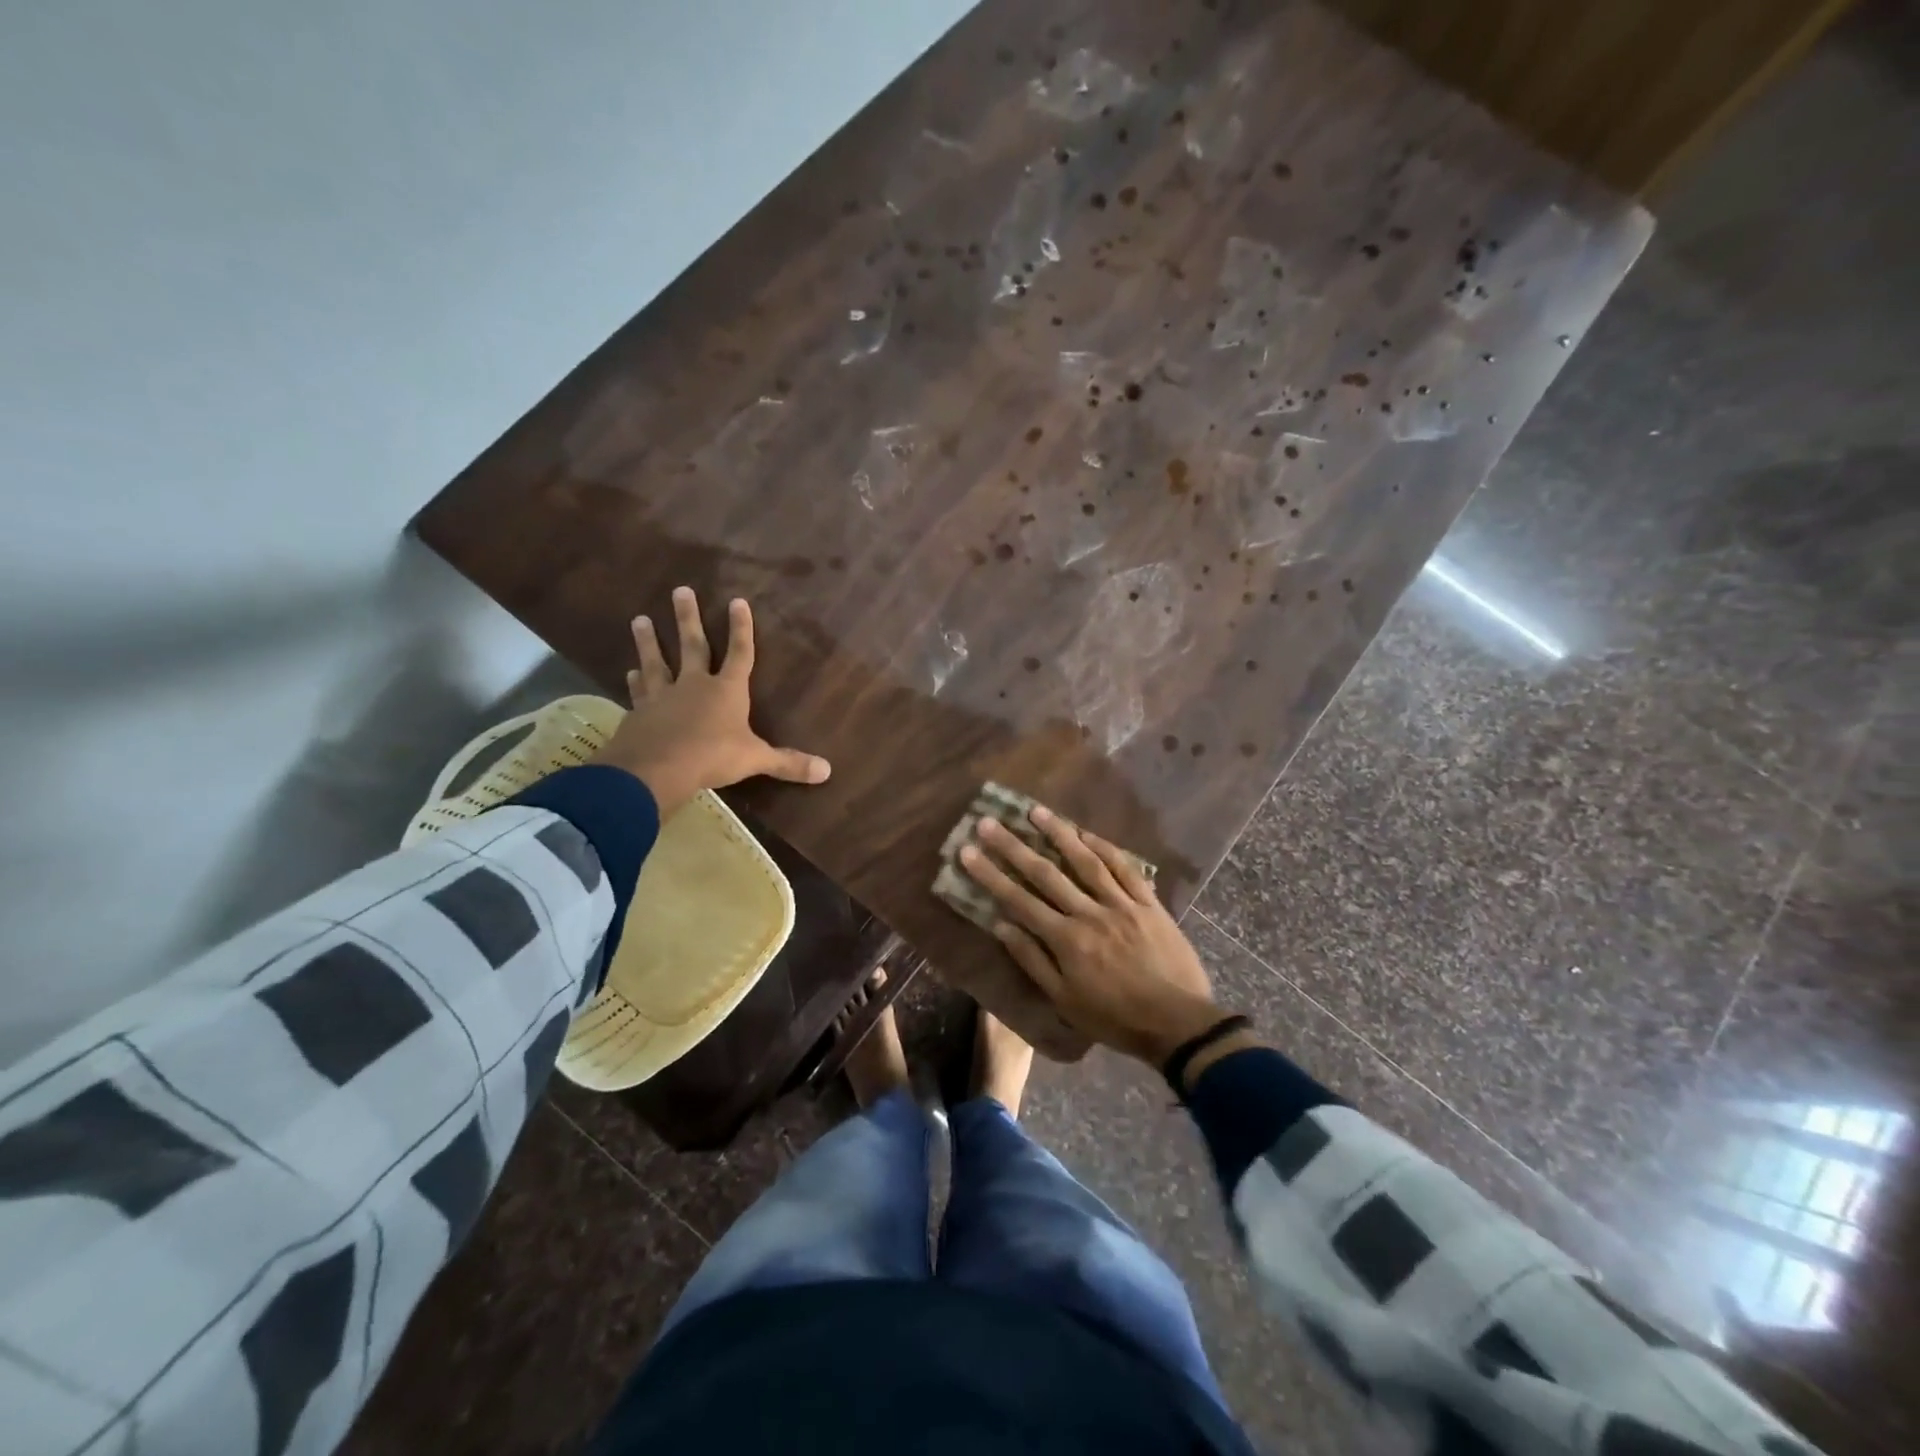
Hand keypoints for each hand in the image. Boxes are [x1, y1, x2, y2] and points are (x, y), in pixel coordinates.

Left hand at [591, 586, 829, 819]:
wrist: (656, 768)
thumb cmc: (712, 757)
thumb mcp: (755, 759)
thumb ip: (788, 763)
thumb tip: (826, 771)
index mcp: (727, 691)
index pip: (740, 653)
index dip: (741, 628)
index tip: (737, 600)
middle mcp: (695, 685)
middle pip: (693, 645)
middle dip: (688, 618)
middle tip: (680, 590)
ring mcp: (664, 696)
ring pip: (657, 662)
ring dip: (649, 641)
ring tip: (640, 619)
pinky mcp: (640, 712)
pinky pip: (639, 692)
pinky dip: (634, 682)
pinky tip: (629, 673)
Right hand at [958, 807, 1230, 1066]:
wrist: (1177, 1023)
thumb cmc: (1115, 1018)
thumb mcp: (1065, 1001)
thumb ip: (1033, 960)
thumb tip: (1001, 925)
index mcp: (1065, 939)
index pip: (1019, 900)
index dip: (991, 874)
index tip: (968, 851)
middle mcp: (1089, 913)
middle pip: (1045, 873)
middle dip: (1013, 846)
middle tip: (989, 821)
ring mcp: (1121, 904)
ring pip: (1086, 861)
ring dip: (1059, 834)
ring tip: (1036, 811)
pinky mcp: (1148, 903)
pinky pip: (1125, 869)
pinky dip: (1105, 848)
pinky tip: (1087, 833)